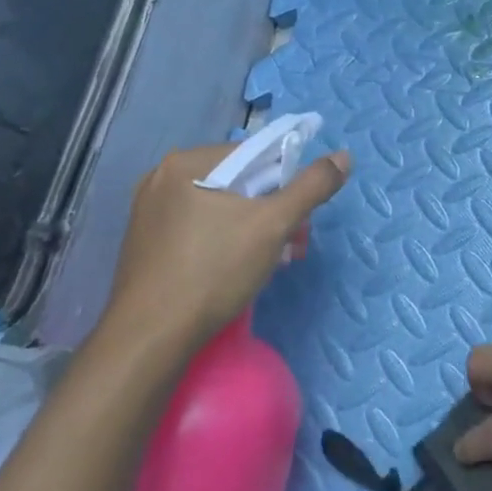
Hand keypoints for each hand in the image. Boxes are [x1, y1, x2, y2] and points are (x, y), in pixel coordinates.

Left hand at [91, 143, 348, 379]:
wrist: (150, 337)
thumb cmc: (214, 271)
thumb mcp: (273, 225)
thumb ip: (312, 186)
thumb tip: (345, 156)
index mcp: (188, 162)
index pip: (255, 153)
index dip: (286, 182)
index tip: (299, 218)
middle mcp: (162, 177)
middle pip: (238, 181)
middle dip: (272, 210)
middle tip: (291, 246)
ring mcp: (149, 211)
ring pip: (219, 206)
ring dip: (252, 227)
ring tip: (269, 262)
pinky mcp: (147, 241)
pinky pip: (198, 226)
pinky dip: (224, 239)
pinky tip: (234, 269)